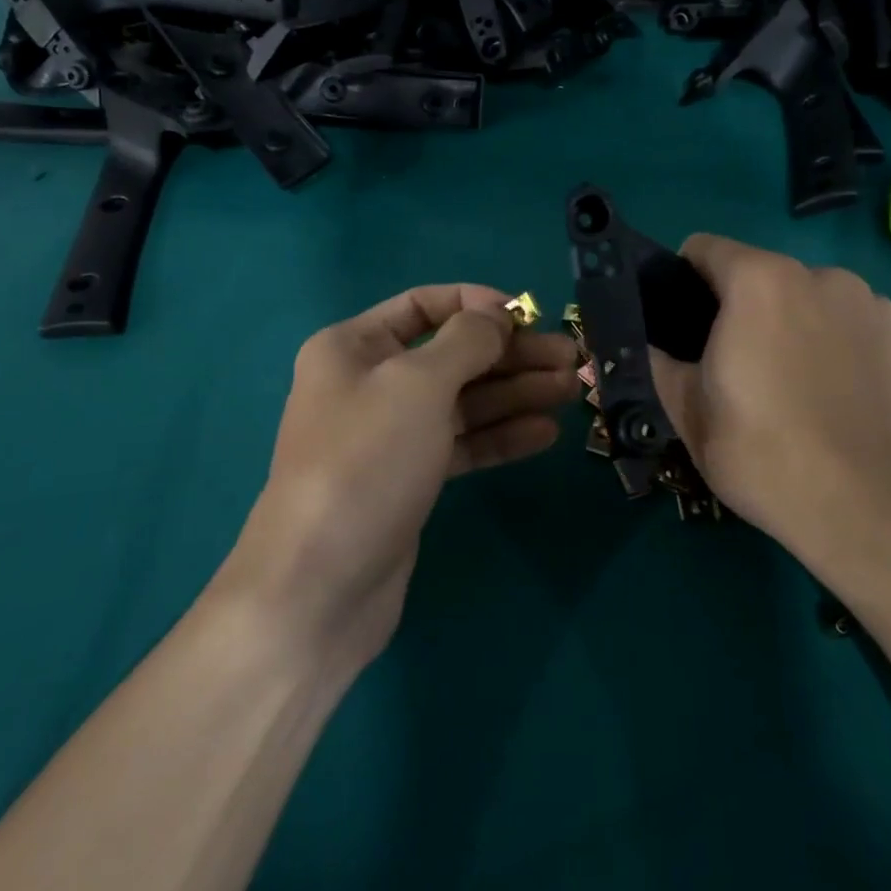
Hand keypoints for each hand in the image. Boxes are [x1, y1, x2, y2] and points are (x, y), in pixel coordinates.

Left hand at [220, 285, 579, 671]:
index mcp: (354, 347)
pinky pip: (460, 443)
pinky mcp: (408, 479)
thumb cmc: (366, 461)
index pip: (423, 305)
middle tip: (570, 359)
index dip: (477, 305)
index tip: (527, 316)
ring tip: (570, 390)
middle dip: (510, 355)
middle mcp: (369, 383)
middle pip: (451, 354)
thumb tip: (497, 316)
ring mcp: (390, 435)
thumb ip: (466, 341)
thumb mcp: (418, 384)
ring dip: (515, 393)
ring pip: (462, 401)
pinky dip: (500, 436)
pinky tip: (545, 433)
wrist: (320, 586)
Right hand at [650, 235, 890, 610]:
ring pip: (807, 297)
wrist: (880, 515)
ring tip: (795, 388)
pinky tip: (841, 396)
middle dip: (739, 307)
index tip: (684, 327)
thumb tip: (647, 341)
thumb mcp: (687, 413)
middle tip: (736, 370)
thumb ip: (657, 361)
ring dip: (791, 322)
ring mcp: (870, 302)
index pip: (703, 248)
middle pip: (758, 273)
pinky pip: (852, 321)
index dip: (682, 280)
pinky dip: (838, 342)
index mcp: (758, 281)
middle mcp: (818, 274)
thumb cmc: (768, 458)